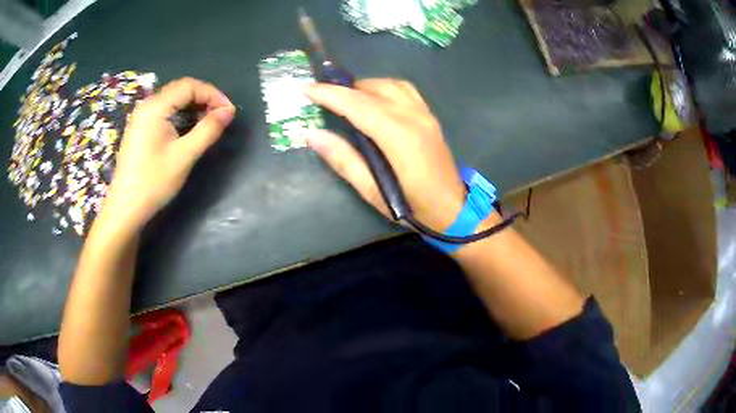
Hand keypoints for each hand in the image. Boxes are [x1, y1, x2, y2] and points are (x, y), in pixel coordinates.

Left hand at [105, 77, 235, 227]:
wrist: (125, 208)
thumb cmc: (153, 182)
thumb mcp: (184, 156)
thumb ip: (208, 130)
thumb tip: (228, 111)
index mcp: (155, 107)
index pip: (189, 86)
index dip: (212, 93)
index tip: (228, 111)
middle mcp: (146, 105)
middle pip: (180, 89)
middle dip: (204, 98)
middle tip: (220, 116)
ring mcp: (141, 116)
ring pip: (172, 100)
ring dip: (193, 106)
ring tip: (209, 122)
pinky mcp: (139, 128)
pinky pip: (164, 111)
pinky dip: (181, 114)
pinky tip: (188, 127)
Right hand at [304, 79, 465, 229]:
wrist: (453, 209)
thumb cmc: (413, 207)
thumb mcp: (372, 191)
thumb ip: (343, 160)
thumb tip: (312, 135)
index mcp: (399, 137)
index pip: (358, 105)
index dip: (330, 95)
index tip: (306, 89)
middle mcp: (413, 117)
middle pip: (373, 90)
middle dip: (343, 88)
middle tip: (320, 95)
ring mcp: (425, 114)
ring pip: (390, 84)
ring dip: (364, 85)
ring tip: (345, 97)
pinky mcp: (430, 116)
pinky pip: (404, 90)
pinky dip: (383, 87)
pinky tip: (374, 99)